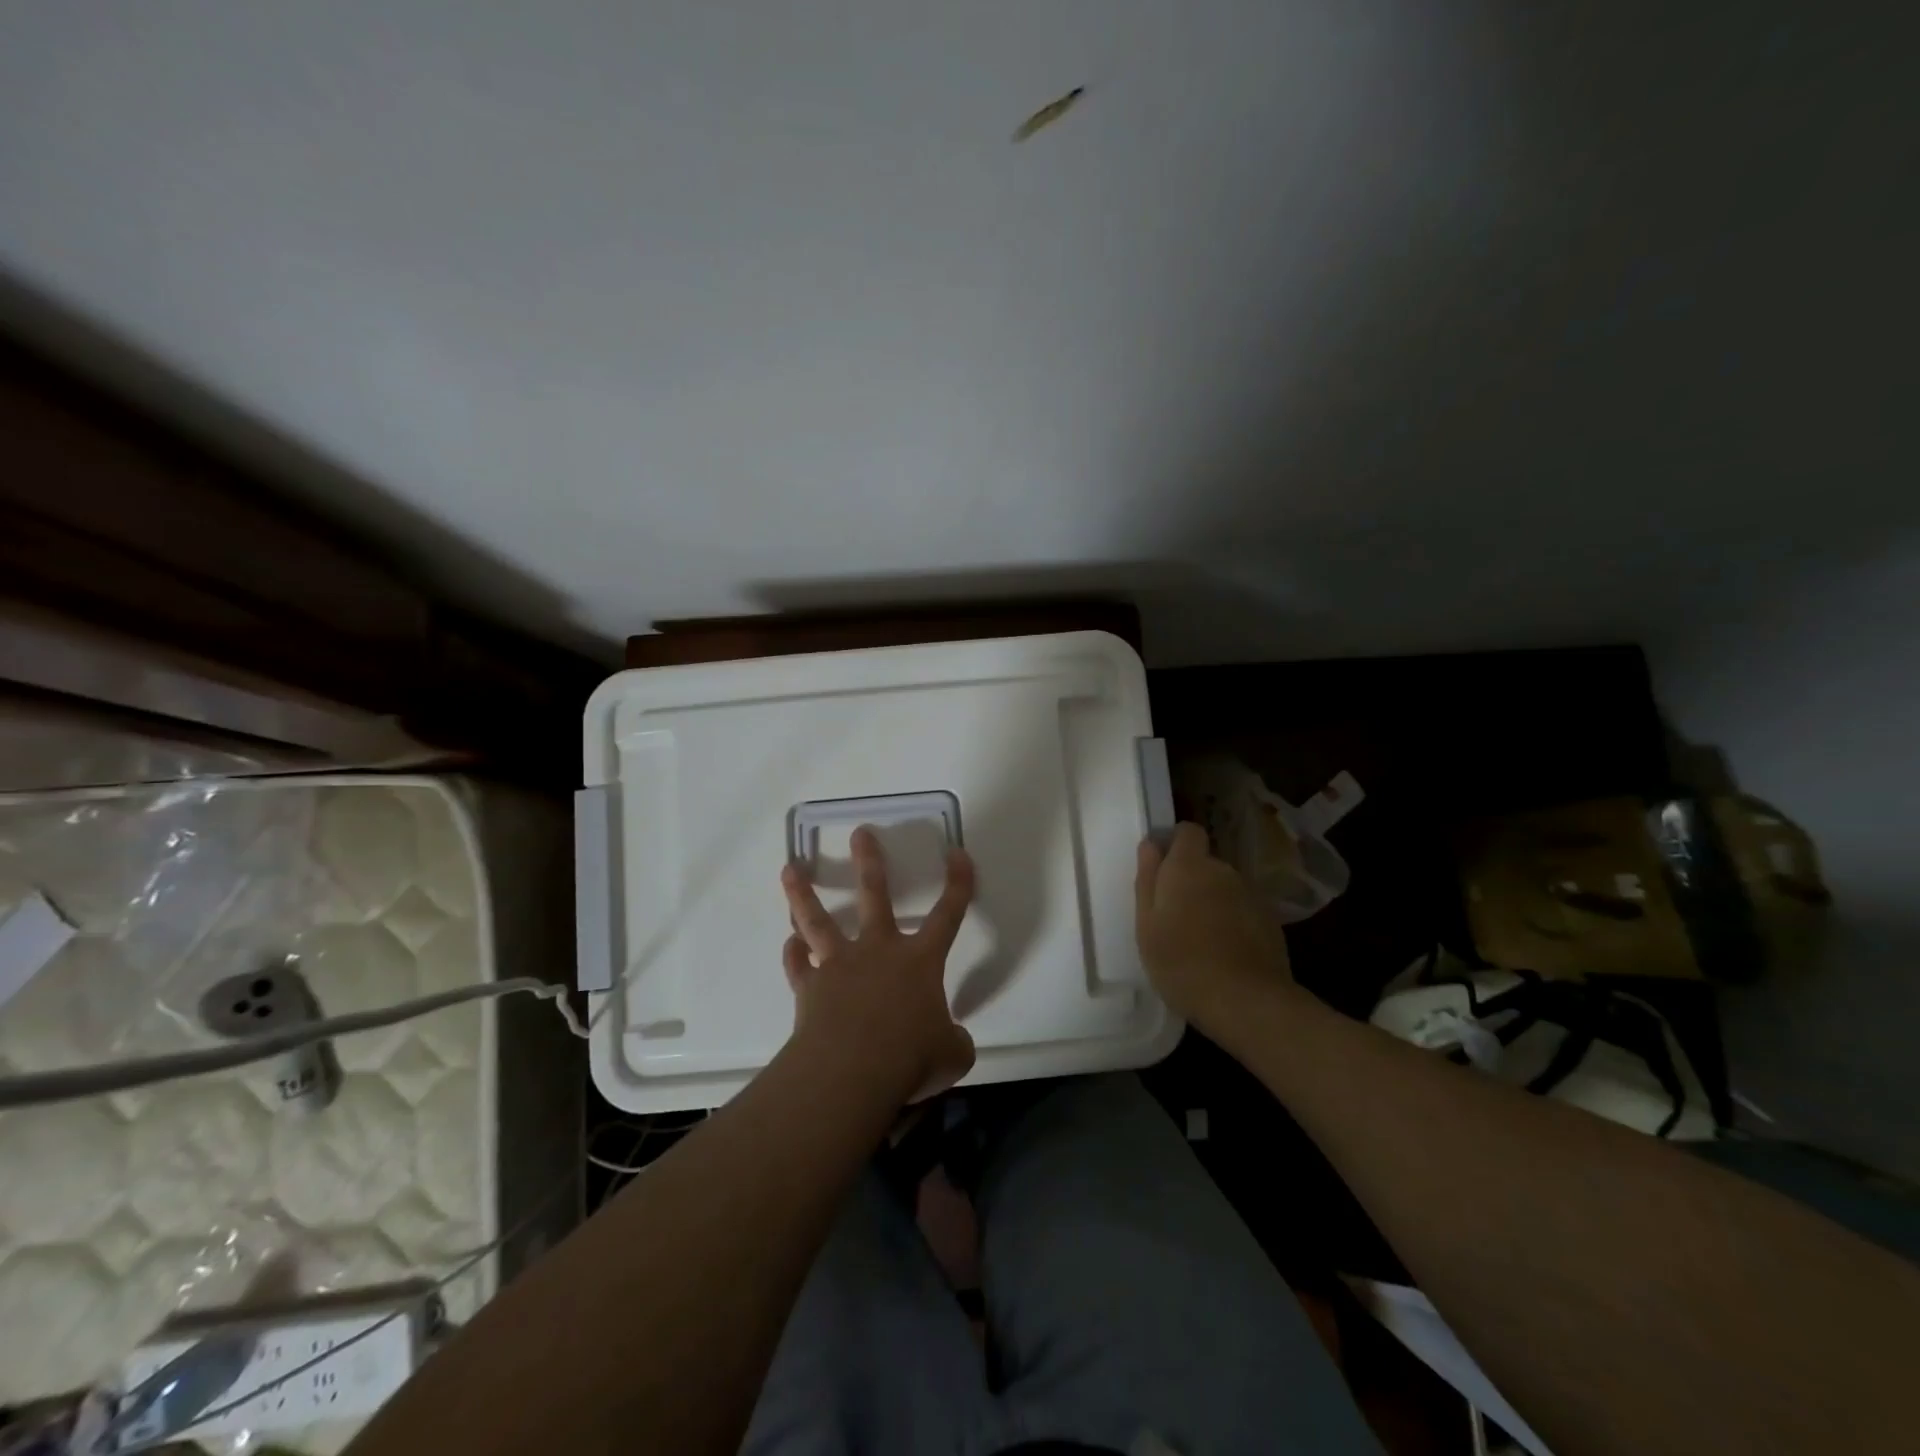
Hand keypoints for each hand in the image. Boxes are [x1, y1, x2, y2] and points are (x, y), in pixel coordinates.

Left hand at [780, 826, 976, 1102]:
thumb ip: (953, 1041)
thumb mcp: (952, 1056)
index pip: (948, 913)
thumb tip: (951, 1041)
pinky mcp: (810, 987)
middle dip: (869, 861)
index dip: (958, 883)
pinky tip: (789, 945)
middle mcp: (879, 951)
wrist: (852, 1073)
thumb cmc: (910, 1059)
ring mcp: (840, 965)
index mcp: (920, 961)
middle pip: (874, 895)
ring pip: (818, 921)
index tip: (958, 854)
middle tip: (860, 833)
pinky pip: (799, 966)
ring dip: (803, 894)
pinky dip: (794, 955)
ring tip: (789, 868)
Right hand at [1135, 822, 1291, 1026]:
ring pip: (1224, 888)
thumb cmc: (1181, 962)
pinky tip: (1223, 953)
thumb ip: (1147, 879)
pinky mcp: (1270, 920)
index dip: (1174, 844)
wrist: (1246, 1001)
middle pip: (1204, 863)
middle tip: (1173, 917)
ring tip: (1199, 940)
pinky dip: (1232, 922)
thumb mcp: (1146, 925)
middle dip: (1190, 880)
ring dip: (1211, 902)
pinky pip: (1242, 910)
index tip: (1161, 869)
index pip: (1187, 832)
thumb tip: (1150, 845)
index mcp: (1188, 866)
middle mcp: (1223, 871)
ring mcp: (1250, 895)